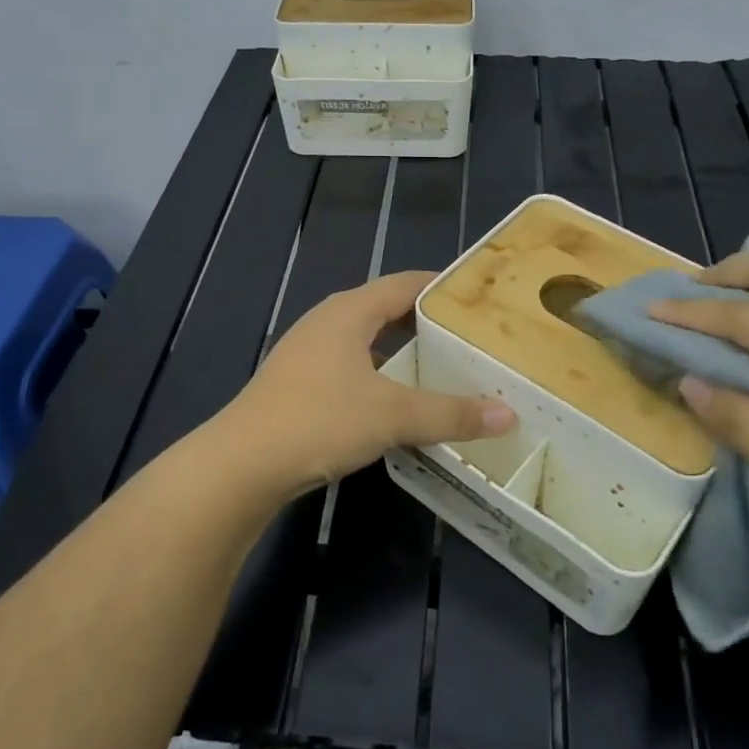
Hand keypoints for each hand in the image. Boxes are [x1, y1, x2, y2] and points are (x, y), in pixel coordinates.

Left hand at [220, 271, 515, 498]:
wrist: (241, 465)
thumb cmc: (319, 421)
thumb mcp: (393, 415)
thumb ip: (451, 413)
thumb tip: (508, 415)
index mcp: (350, 311)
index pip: (406, 283)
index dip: (443, 287)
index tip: (480, 298)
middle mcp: (328, 321)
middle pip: (387, 309)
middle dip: (427, 321)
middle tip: (471, 337)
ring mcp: (308, 352)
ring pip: (367, 340)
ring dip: (402, 351)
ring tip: (442, 368)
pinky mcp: (298, 383)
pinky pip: (350, 366)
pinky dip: (379, 374)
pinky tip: (396, 401)